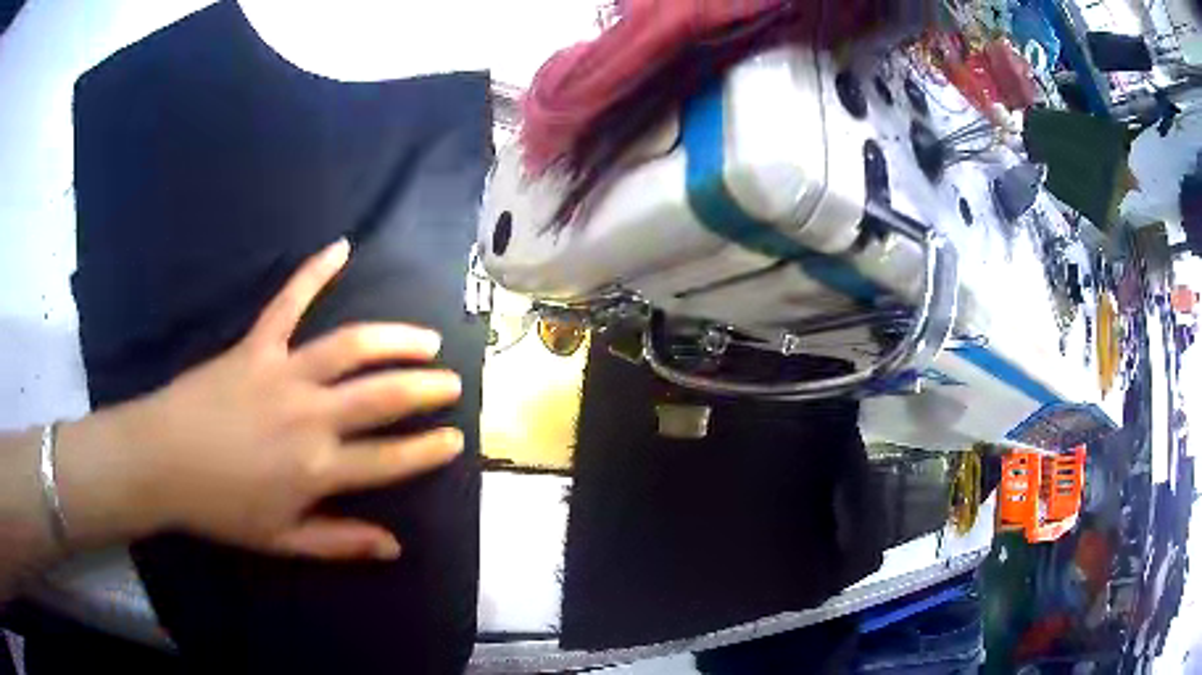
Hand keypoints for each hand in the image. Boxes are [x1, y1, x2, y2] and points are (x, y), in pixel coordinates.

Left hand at [114, 240, 462, 559]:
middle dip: (425, 389)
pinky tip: (340, 247)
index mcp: (318, 468)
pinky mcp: (257, 346)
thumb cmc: (221, 507)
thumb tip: (394, 547)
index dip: (428, 450)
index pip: (391, 459)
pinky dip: (314, 272)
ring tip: (425, 338)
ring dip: (395, 340)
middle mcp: (311, 416)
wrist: (162, 461)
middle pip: (382, 396)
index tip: (455, 439)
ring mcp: (284, 373)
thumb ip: (340, 542)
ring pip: (351, 347)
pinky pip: (289, 302)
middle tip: (452, 382)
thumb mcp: (282, 540)